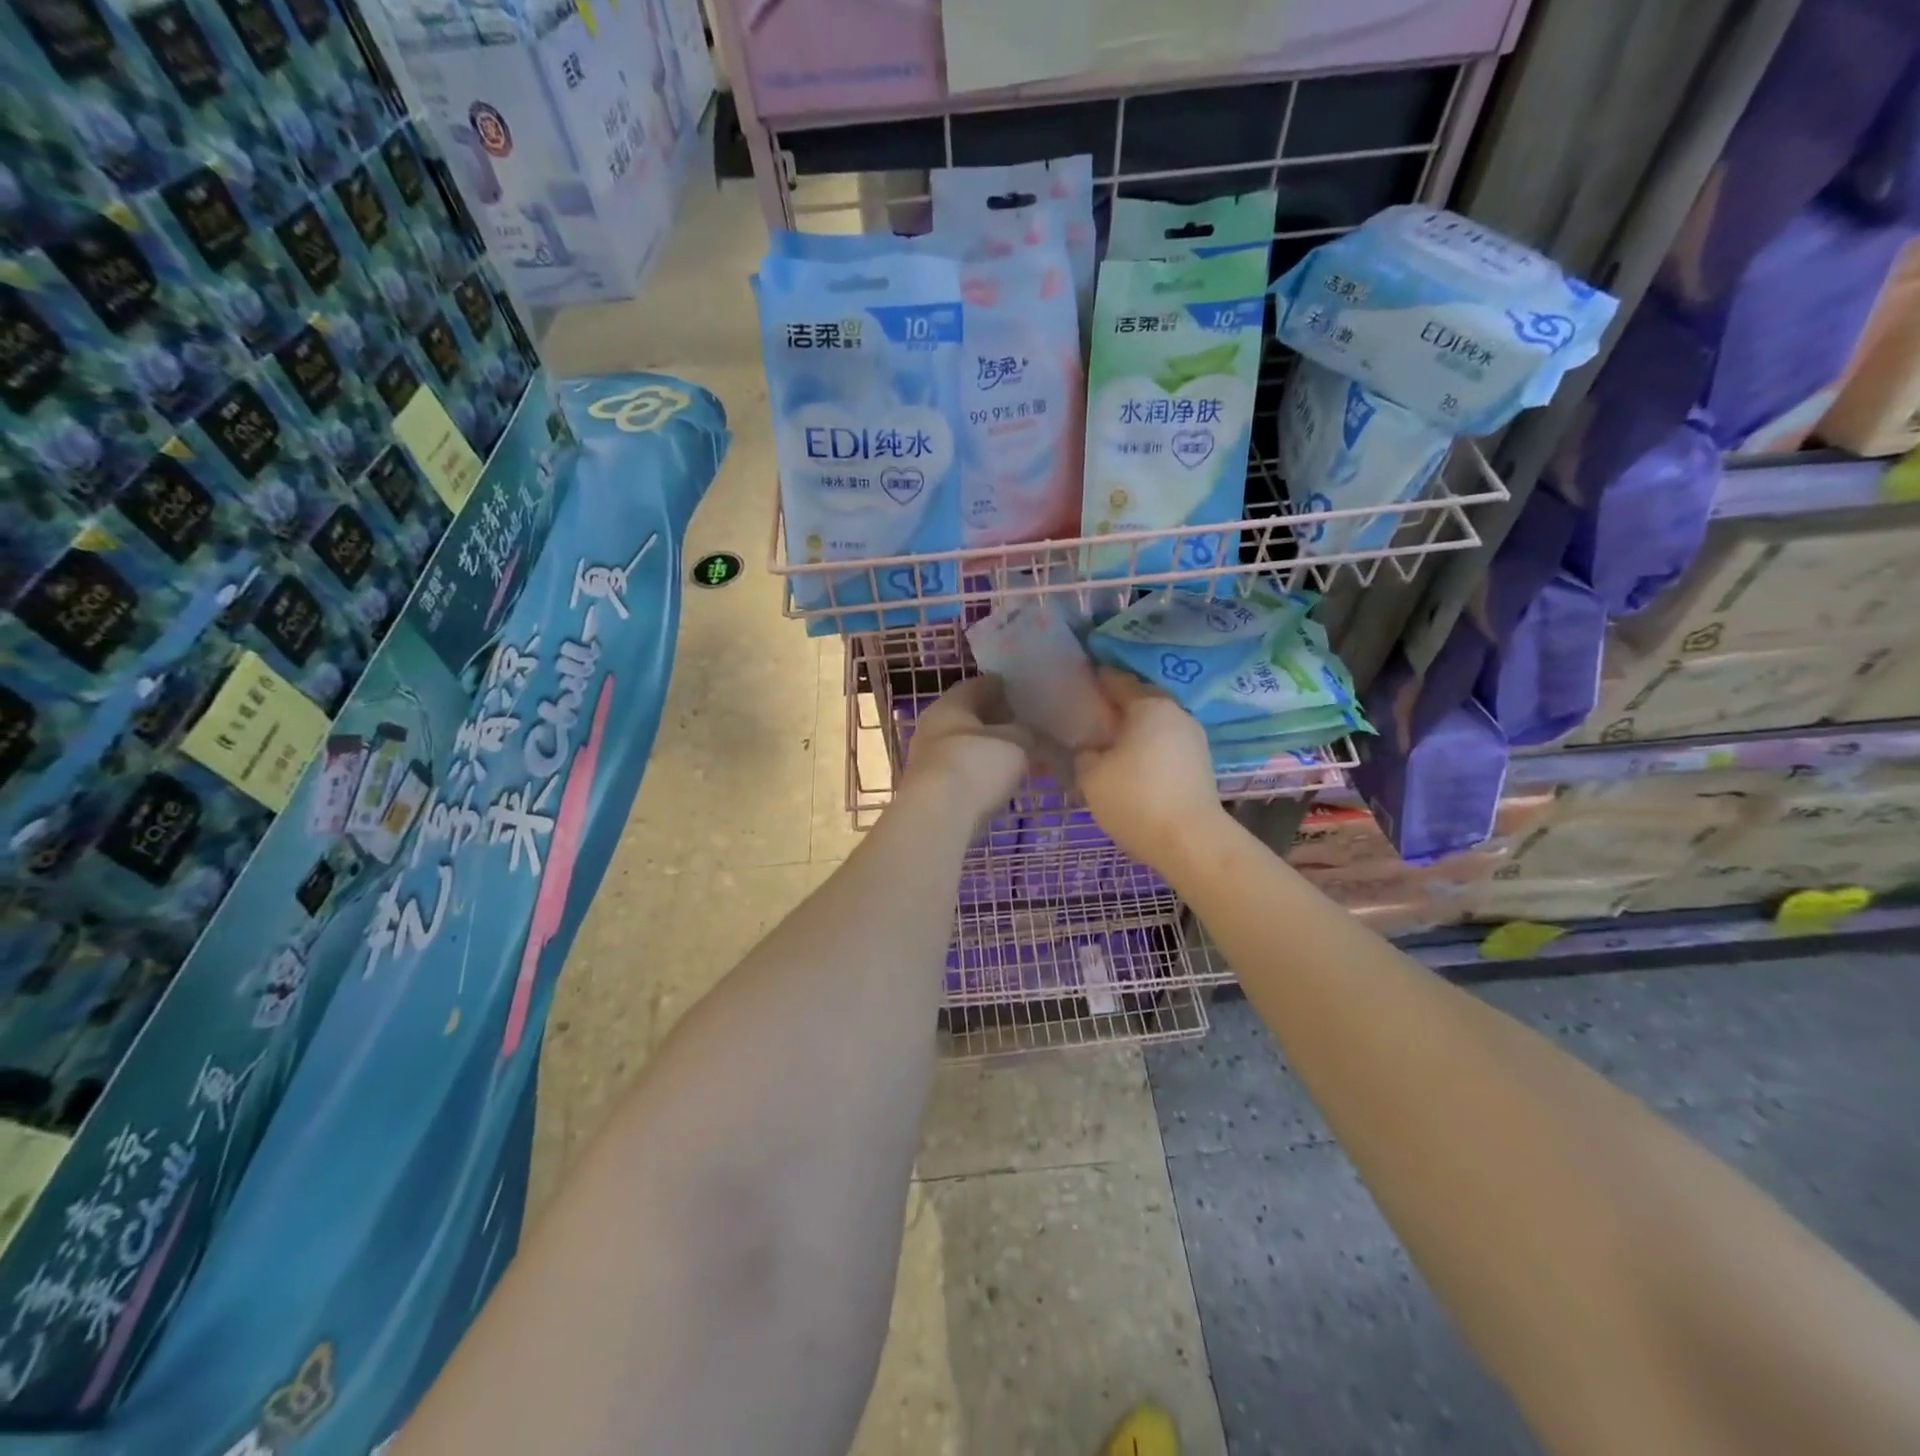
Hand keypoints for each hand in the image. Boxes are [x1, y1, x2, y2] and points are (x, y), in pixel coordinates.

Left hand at [903, 676, 1033, 821]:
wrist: (937, 816)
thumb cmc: (976, 765)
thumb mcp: (1016, 742)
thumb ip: (1027, 732)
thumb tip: (1030, 733)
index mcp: (951, 703)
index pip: (980, 684)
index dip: (1005, 686)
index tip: (1026, 693)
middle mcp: (933, 724)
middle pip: (970, 715)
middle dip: (997, 720)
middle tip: (1027, 725)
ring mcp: (927, 758)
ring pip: (966, 745)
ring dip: (990, 748)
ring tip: (1019, 756)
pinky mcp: (930, 788)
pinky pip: (962, 770)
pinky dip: (981, 771)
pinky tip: (1000, 780)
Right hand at [1073, 668, 1225, 871]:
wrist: (1191, 842)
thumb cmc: (1136, 799)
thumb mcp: (1091, 776)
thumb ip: (1085, 754)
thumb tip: (1091, 749)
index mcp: (1148, 705)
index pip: (1116, 680)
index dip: (1095, 680)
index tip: (1078, 684)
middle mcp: (1176, 713)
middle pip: (1140, 702)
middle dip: (1116, 708)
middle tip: (1090, 721)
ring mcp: (1193, 739)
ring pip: (1155, 726)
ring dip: (1134, 732)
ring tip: (1109, 747)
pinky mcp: (1201, 765)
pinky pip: (1166, 746)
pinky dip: (1148, 750)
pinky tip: (1132, 767)